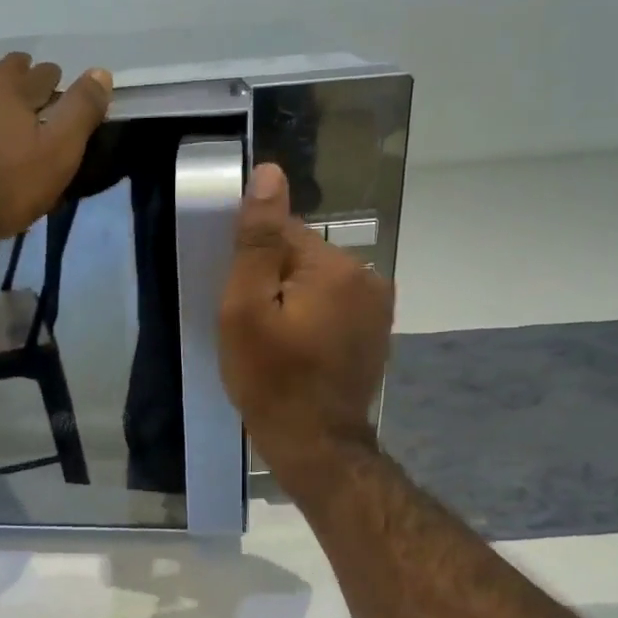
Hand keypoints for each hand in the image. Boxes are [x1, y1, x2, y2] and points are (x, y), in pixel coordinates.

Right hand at [219, 164, 394, 482]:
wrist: (315, 444)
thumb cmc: (271, 380)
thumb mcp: (246, 310)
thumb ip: (256, 242)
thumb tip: (269, 173)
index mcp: (335, 266)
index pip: (282, 233)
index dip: (252, 264)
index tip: (241, 303)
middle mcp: (366, 276)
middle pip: (301, 257)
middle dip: (273, 284)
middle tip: (255, 330)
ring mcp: (377, 306)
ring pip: (316, 283)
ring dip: (293, 302)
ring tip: (276, 345)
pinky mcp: (375, 331)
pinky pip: (333, 307)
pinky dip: (312, 320)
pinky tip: (299, 352)